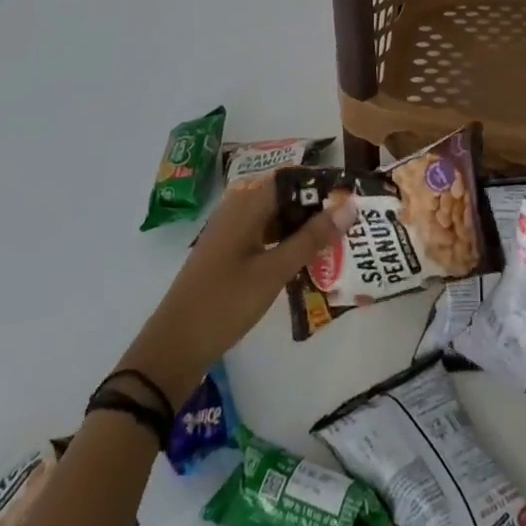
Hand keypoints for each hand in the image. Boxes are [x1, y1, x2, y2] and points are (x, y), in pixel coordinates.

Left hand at [117, 178, 354, 401]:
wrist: (173, 348)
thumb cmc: (224, 303)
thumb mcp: (274, 271)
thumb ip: (312, 238)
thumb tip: (349, 206)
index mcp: (246, 203)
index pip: (292, 177)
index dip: (322, 183)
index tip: (352, 197)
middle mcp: (237, 208)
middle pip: (285, 195)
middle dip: (316, 207)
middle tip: (349, 224)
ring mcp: (231, 231)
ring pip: (276, 216)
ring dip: (303, 226)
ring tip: (336, 241)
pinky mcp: (229, 253)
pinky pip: (265, 234)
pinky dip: (286, 241)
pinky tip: (306, 260)